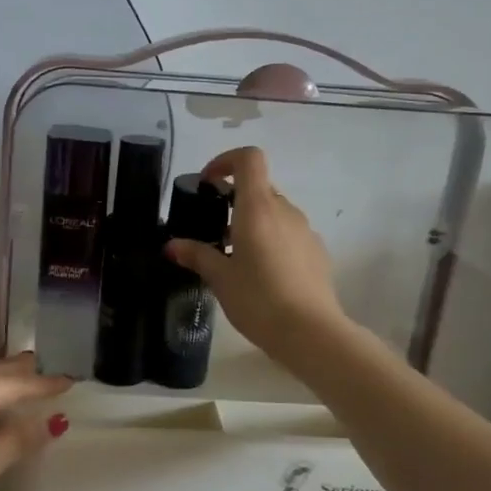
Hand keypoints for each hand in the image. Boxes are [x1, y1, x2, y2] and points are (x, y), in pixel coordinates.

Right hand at [164, 147, 348, 357]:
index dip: (226, 161)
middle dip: (235, 201)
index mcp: (258, 208)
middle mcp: (285, 210)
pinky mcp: (317, 252)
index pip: (249, 159)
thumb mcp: (220, 278)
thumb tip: (172, 245)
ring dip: (254, 224)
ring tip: (237, 259)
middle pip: (260, 187)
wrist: (310, 332)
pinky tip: (263, 276)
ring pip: (275, 213)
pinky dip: (273, 242)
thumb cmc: (258, 299)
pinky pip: (290, 234)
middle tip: (215, 232)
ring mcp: (306, 230)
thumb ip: (197, 255)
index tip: (208, 184)